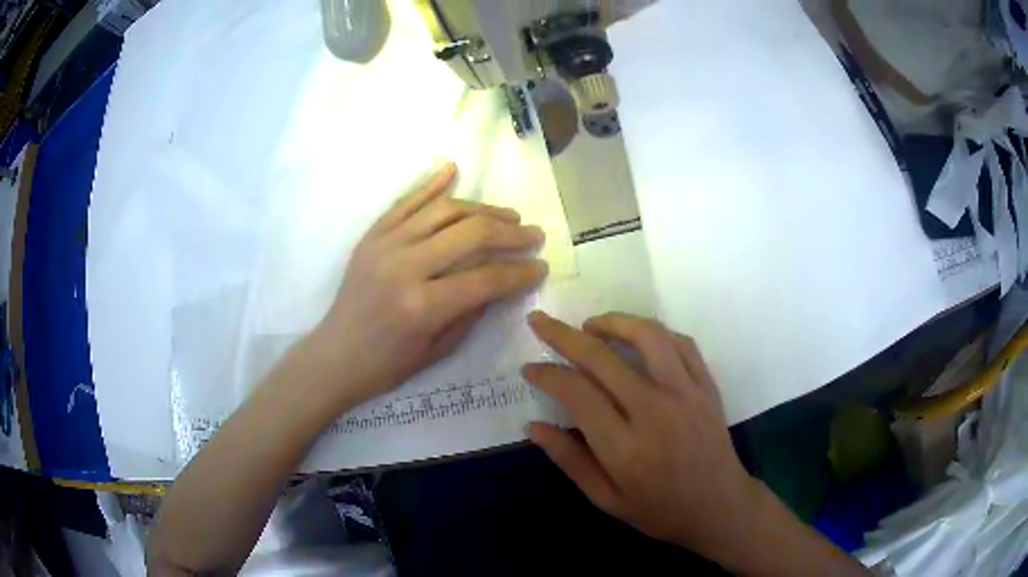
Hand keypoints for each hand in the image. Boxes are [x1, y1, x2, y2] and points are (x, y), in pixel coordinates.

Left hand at [302, 163, 548, 410]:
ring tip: (507, 215)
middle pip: (471, 234)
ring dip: (482, 208)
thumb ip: (473, 310)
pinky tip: (453, 169)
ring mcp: (385, 245)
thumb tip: (502, 280)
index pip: (486, 279)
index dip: (520, 272)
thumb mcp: (439, 349)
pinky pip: (405, 202)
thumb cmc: (388, 363)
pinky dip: (431, 184)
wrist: (336, 354)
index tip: (541, 266)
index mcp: (423, 306)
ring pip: (444, 211)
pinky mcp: (372, 235)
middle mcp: (405, 267)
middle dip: (510, 233)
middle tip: (533, 235)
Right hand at [523, 311, 763, 566]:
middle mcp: (654, 411)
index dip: (547, 374)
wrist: (719, 507)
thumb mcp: (606, 499)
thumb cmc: (659, 510)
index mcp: (624, 446)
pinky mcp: (706, 386)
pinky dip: (655, 332)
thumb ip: (569, 460)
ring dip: (613, 322)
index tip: (529, 368)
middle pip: (602, 358)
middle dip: (563, 335)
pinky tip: (638, 336)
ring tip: (590, 324)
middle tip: (541, 322)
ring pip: (647, 337)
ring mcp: (686, 393)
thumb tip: (533, 426)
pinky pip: (681, 343)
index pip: (576, 393)